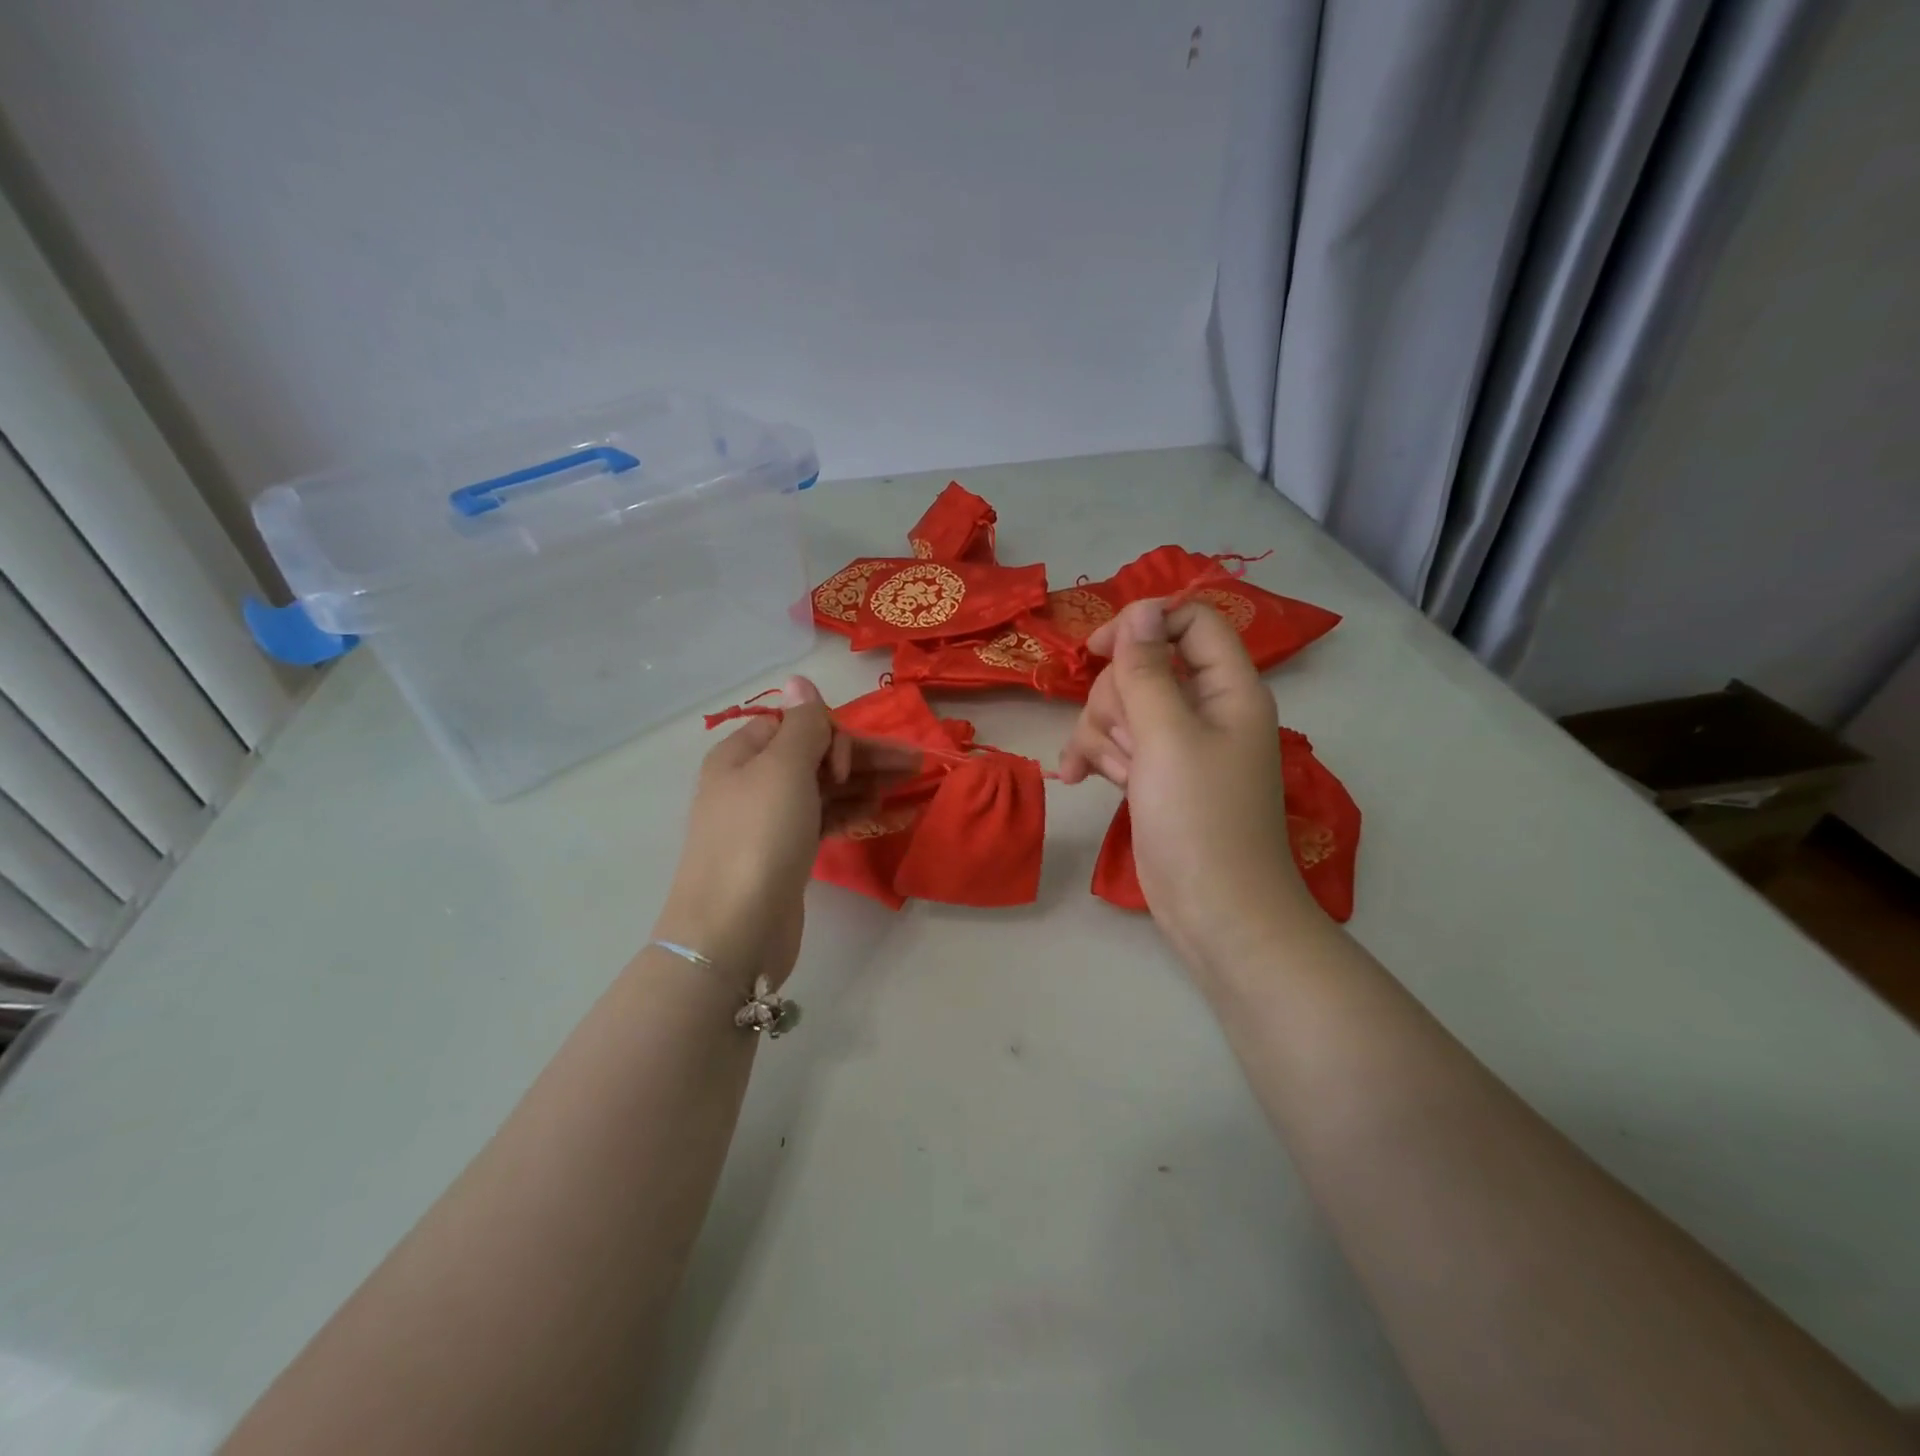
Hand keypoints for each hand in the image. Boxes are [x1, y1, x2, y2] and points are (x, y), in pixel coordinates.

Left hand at [653, 677, 910, 991]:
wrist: (733, 930)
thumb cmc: (758, 837)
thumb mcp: (782, 768)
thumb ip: (802, 724)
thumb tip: (799, 679)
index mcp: (743, 754)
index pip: (797, 724)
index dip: (833, 734)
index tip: (851, 761)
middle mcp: (753, 782)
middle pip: (817, 755)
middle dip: (865, 757)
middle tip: (916, 764)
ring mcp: (770, 820)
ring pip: (825, 788)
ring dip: (864, 782)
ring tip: (908, 784)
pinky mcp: (786, 853)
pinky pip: (824, 818)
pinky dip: (851, 810)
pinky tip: (879, 809)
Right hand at [1059, 600, 1312, 973]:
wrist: (1214, 909)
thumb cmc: (1199, 818)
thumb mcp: (1167, 736)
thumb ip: (1147, 669)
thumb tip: (1141, 607)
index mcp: (1228, 688)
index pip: (1190, 621)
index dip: (1144, 625)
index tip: (1097, 651)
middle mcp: (1205, 708)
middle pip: (1143, 667)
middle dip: (1116, 702)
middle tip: (1126, 745)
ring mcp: (1178, 744)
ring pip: (1120, 707)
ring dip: (1103, 736)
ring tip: (1116, 777)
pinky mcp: (1155, 775)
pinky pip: (1116, 744)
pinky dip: (1095, 756)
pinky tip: (1075, 779)